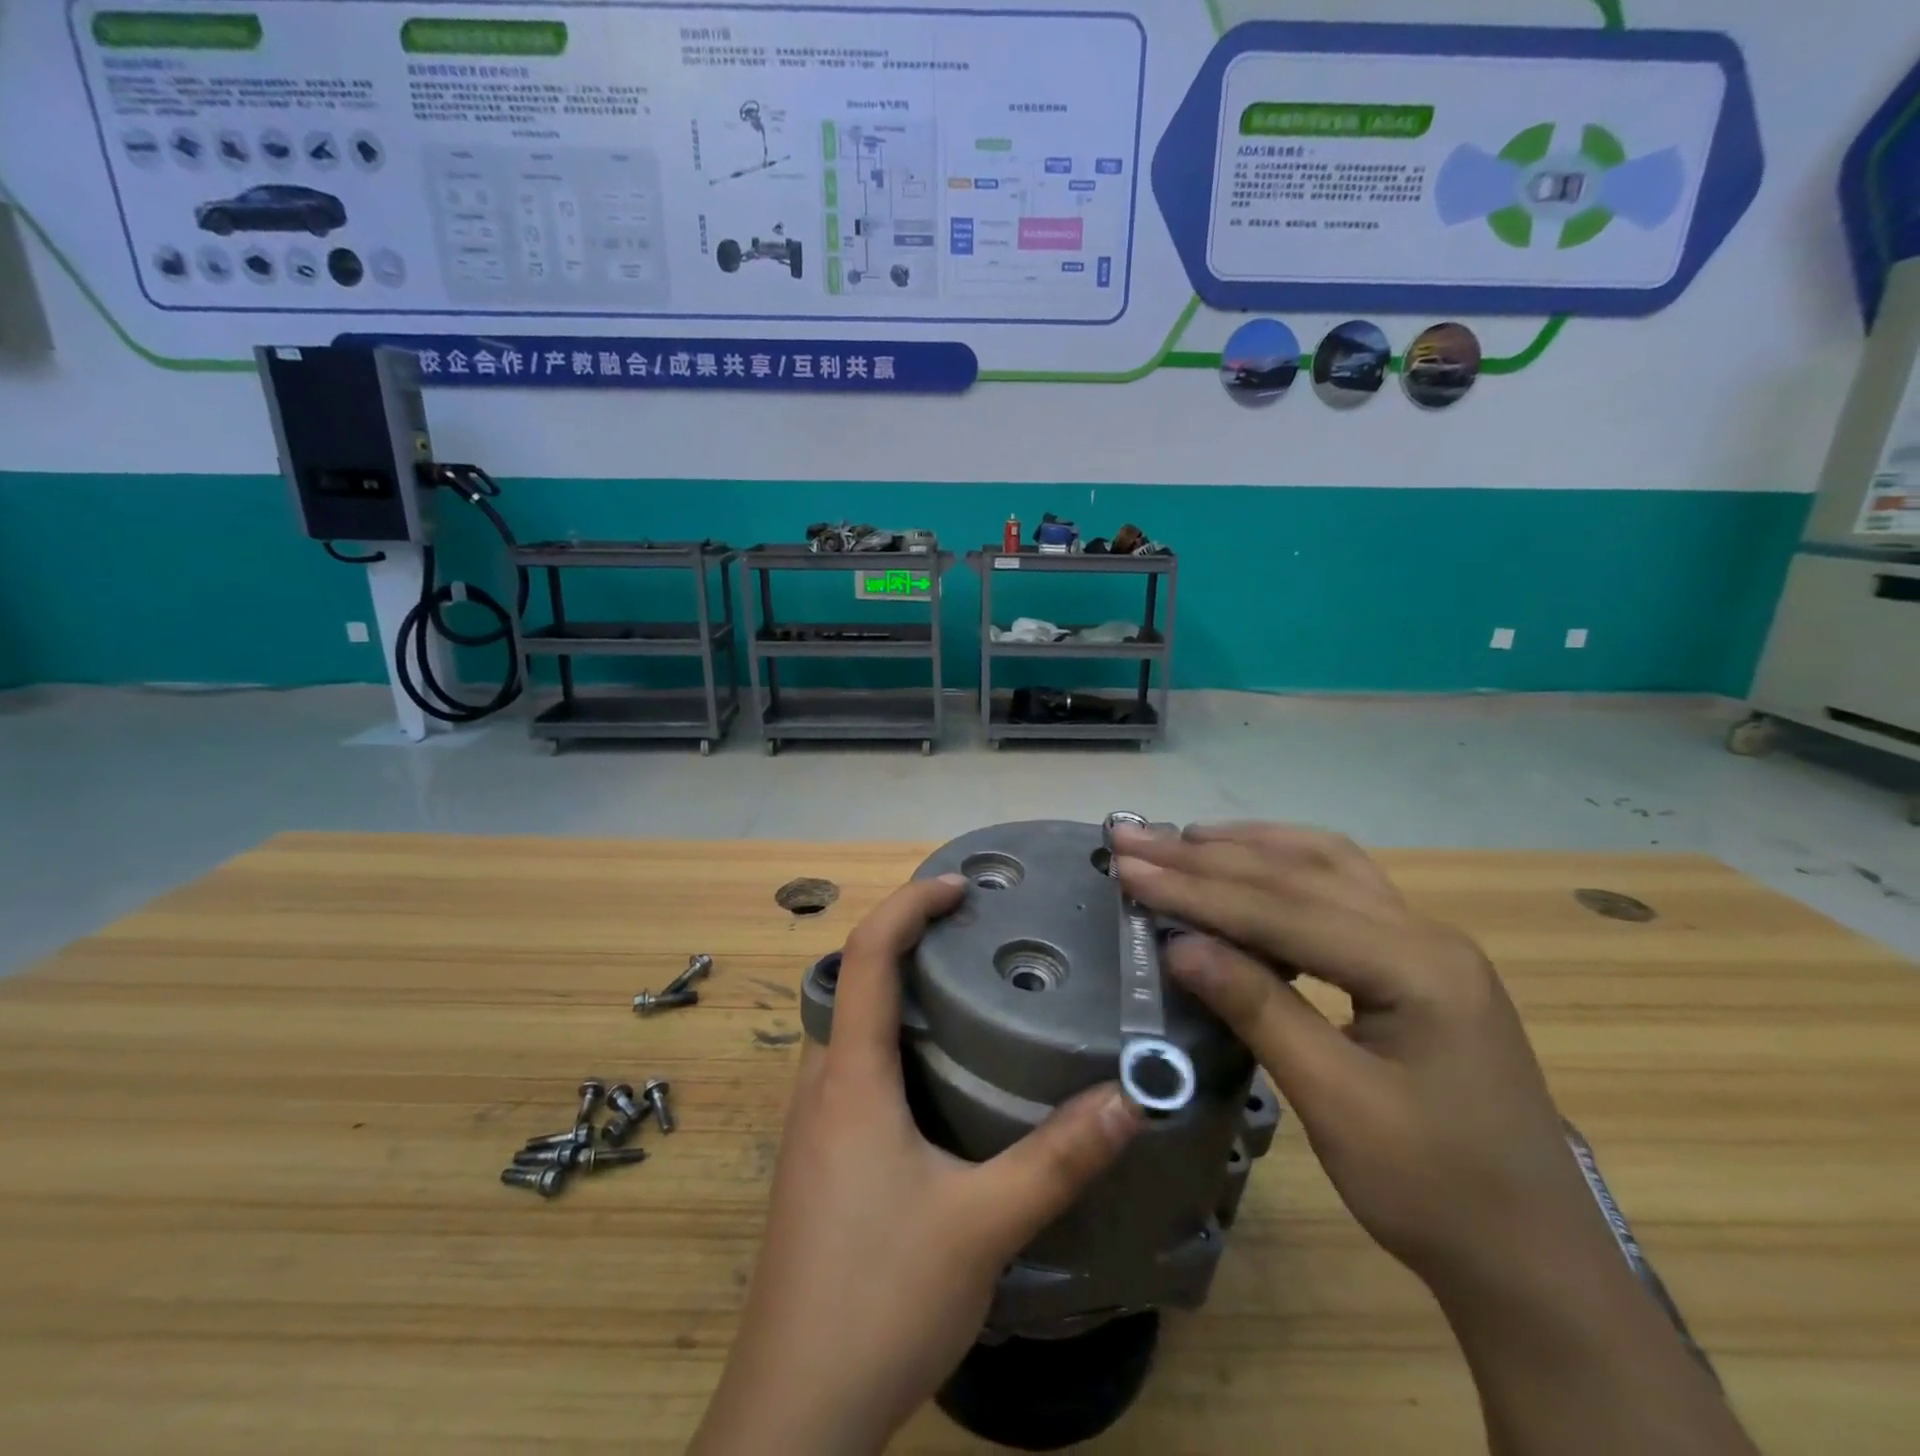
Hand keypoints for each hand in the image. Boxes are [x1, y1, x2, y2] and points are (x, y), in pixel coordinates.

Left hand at [691, 875, 1143, 1455]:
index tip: (960, 887)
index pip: (865, 955)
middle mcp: (822, 1085)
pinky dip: (895, 1043)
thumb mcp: (981, 1226)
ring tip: (968, 992)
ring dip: (901, 994)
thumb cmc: (879, 1298)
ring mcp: (813, 1125)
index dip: (908, 905)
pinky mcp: (818, 1160)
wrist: (793, 1414)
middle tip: (976, 934)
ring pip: (853, 1029)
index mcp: (850, 1077)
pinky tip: (941, 1080)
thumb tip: (1130, 1097)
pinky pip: (854, 1070)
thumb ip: (1057, 1159)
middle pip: (853, 981)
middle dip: (908, 941)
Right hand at [1111, 822, 1617, 1300]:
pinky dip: (1282, 867)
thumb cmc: (1437, 1193)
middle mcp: (1425, 933)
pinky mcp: (1417, 959)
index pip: (1281, 910)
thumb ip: (1259, 1010)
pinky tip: (1248, 866)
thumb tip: (1179, 945)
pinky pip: (1340, 887)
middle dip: (1206, 856)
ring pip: (1323, 864)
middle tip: (1135, 838)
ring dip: (1247, 847)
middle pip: (1297, 874)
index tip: (1128, 869)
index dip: (1196, 890)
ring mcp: (1426, 941)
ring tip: (1181, 839)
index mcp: (1417, 966)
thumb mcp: (1337, 1105)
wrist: (1535, 1259)